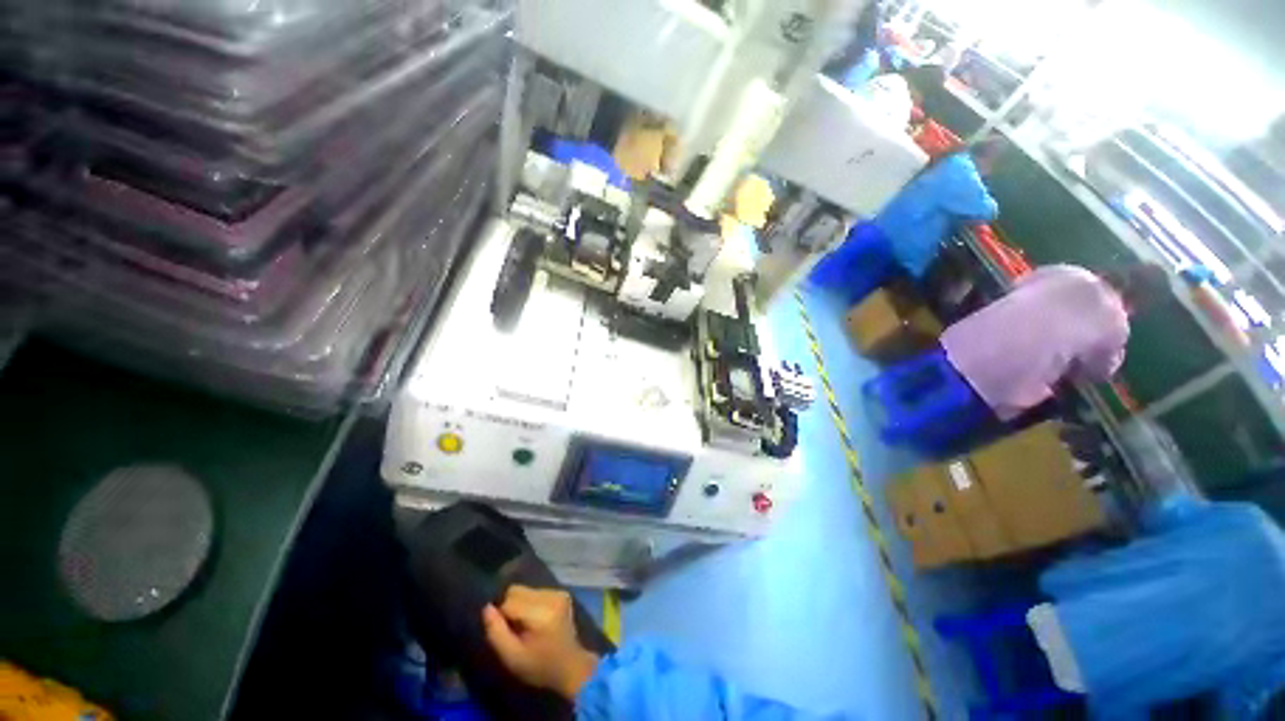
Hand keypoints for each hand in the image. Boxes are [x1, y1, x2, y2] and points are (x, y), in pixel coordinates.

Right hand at [482, 586, 600, 699]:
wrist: (570, 665)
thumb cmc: (539, 666)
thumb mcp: (512, 658)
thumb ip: (496, 633)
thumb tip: (486, 608)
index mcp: (541, 613)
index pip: (509, 601)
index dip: (501, 616)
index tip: (506, 632)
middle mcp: (551, 597)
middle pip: (517, 590)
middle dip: (510, 607)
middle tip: (515, 629)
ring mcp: (559, 592)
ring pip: (526, 590)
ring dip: (521, 604)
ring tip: (526, 625)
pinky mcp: (562, 592)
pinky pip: (536, 591)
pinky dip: (531, 603)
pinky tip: (537, 619)